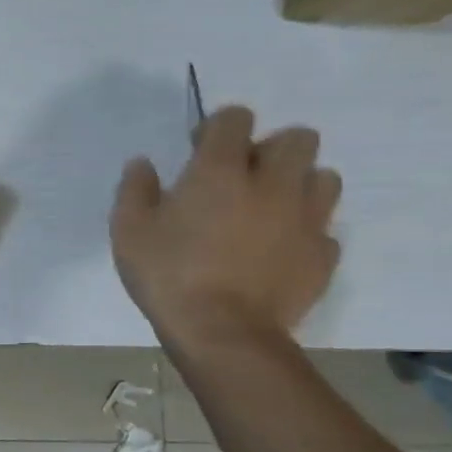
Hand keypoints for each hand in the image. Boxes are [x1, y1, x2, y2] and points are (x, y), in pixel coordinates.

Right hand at [109, 106, 342, 347]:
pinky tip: (275, 249)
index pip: (235, 119)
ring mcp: (306, 218)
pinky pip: (323, 226)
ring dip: (296, 183)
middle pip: (297, 138)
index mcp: (220, 171)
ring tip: (266, 209)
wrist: (223, 332)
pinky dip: (303, 229)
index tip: (198, 150)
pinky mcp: (323, 253)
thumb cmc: (167, 274)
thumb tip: (143, 164)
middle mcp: (272, 183)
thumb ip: (135, 189)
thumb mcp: (128, 230)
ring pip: (322, 177)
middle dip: (270, 148)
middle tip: (240, 177)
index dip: (217, 127)